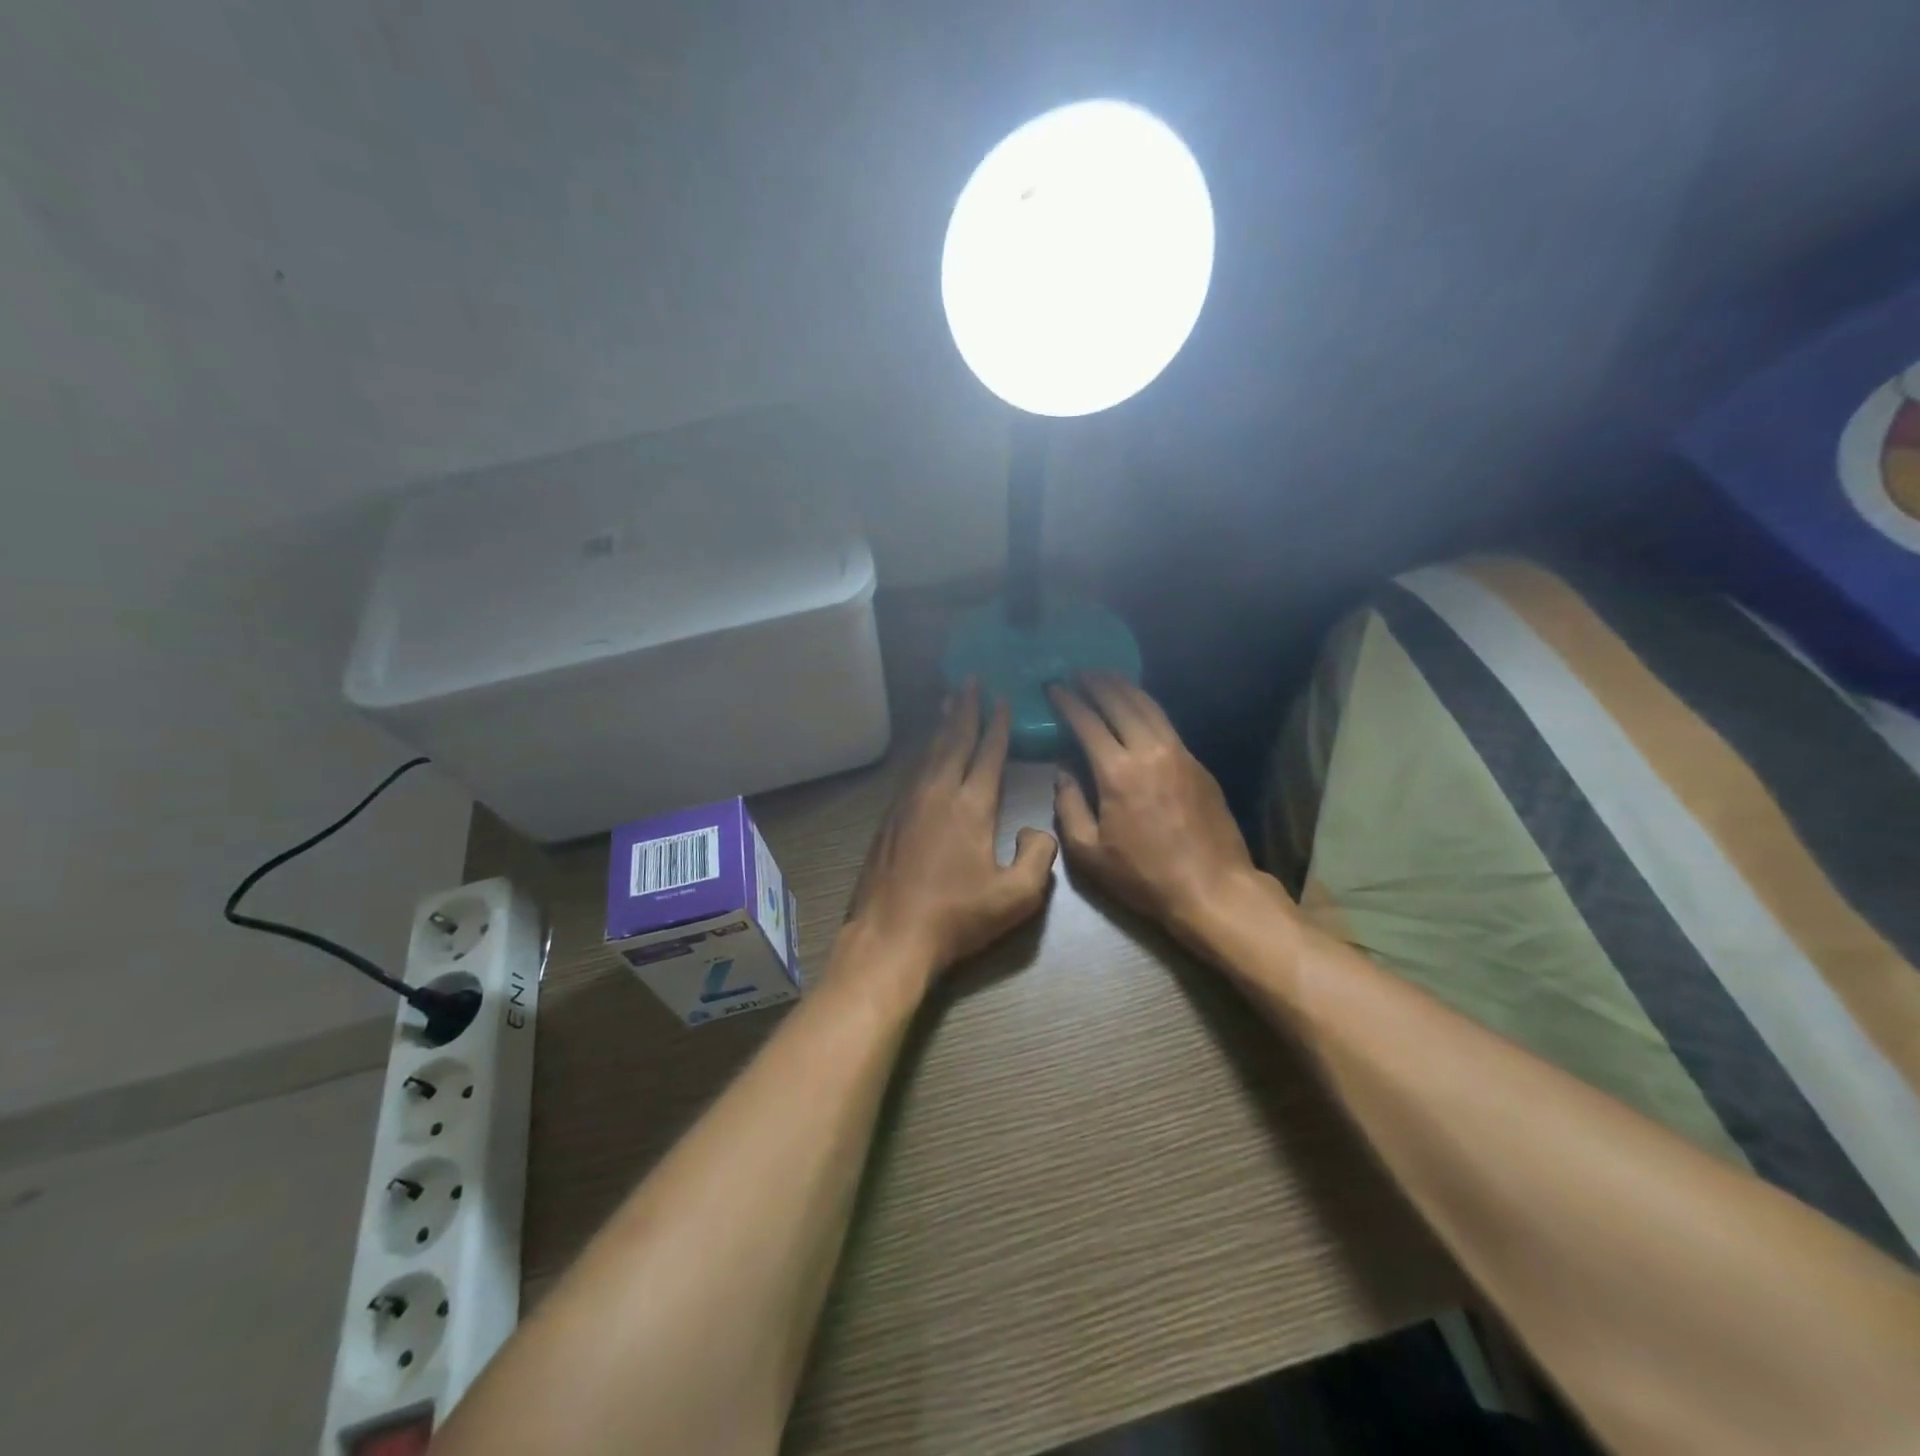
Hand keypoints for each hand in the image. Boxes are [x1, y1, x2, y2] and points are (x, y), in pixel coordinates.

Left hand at [843, 681, 1058, 984]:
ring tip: (948, 702)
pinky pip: (912, 772)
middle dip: (965, 709)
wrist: (891, 935)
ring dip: (942, 725)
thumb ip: (1038, 857)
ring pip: (929, 752)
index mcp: (971, 806)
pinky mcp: (890, 819)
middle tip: (970, 680)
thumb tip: (1037, 829)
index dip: (998, 726)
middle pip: (954, 740)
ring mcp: (909, 804)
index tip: (1002, 699)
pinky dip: (924, 752)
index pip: (988, 754)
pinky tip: (925, 752)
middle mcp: (938, 793)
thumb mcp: (1016, 897)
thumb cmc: (957, 917)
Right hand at [1048, 674, 1264, 945]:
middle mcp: (1149, 751)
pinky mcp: (1198, 764)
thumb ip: (1069, 807)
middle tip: (1079, 671)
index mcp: (1118, 772)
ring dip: (1125, 687)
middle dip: (1097, 684)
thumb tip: (1062, 773)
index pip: (1088, 723)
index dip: (1068, 702)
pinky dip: (1147, 707)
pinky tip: (1139, 708)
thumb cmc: (1144, 875)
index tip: (1054, 687)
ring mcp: (1179, 754)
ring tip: (1107, 676)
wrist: (1213, 888)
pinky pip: (1167, 723)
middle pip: (1121, 703)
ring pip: (1149, 707)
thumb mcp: (1089, 852)